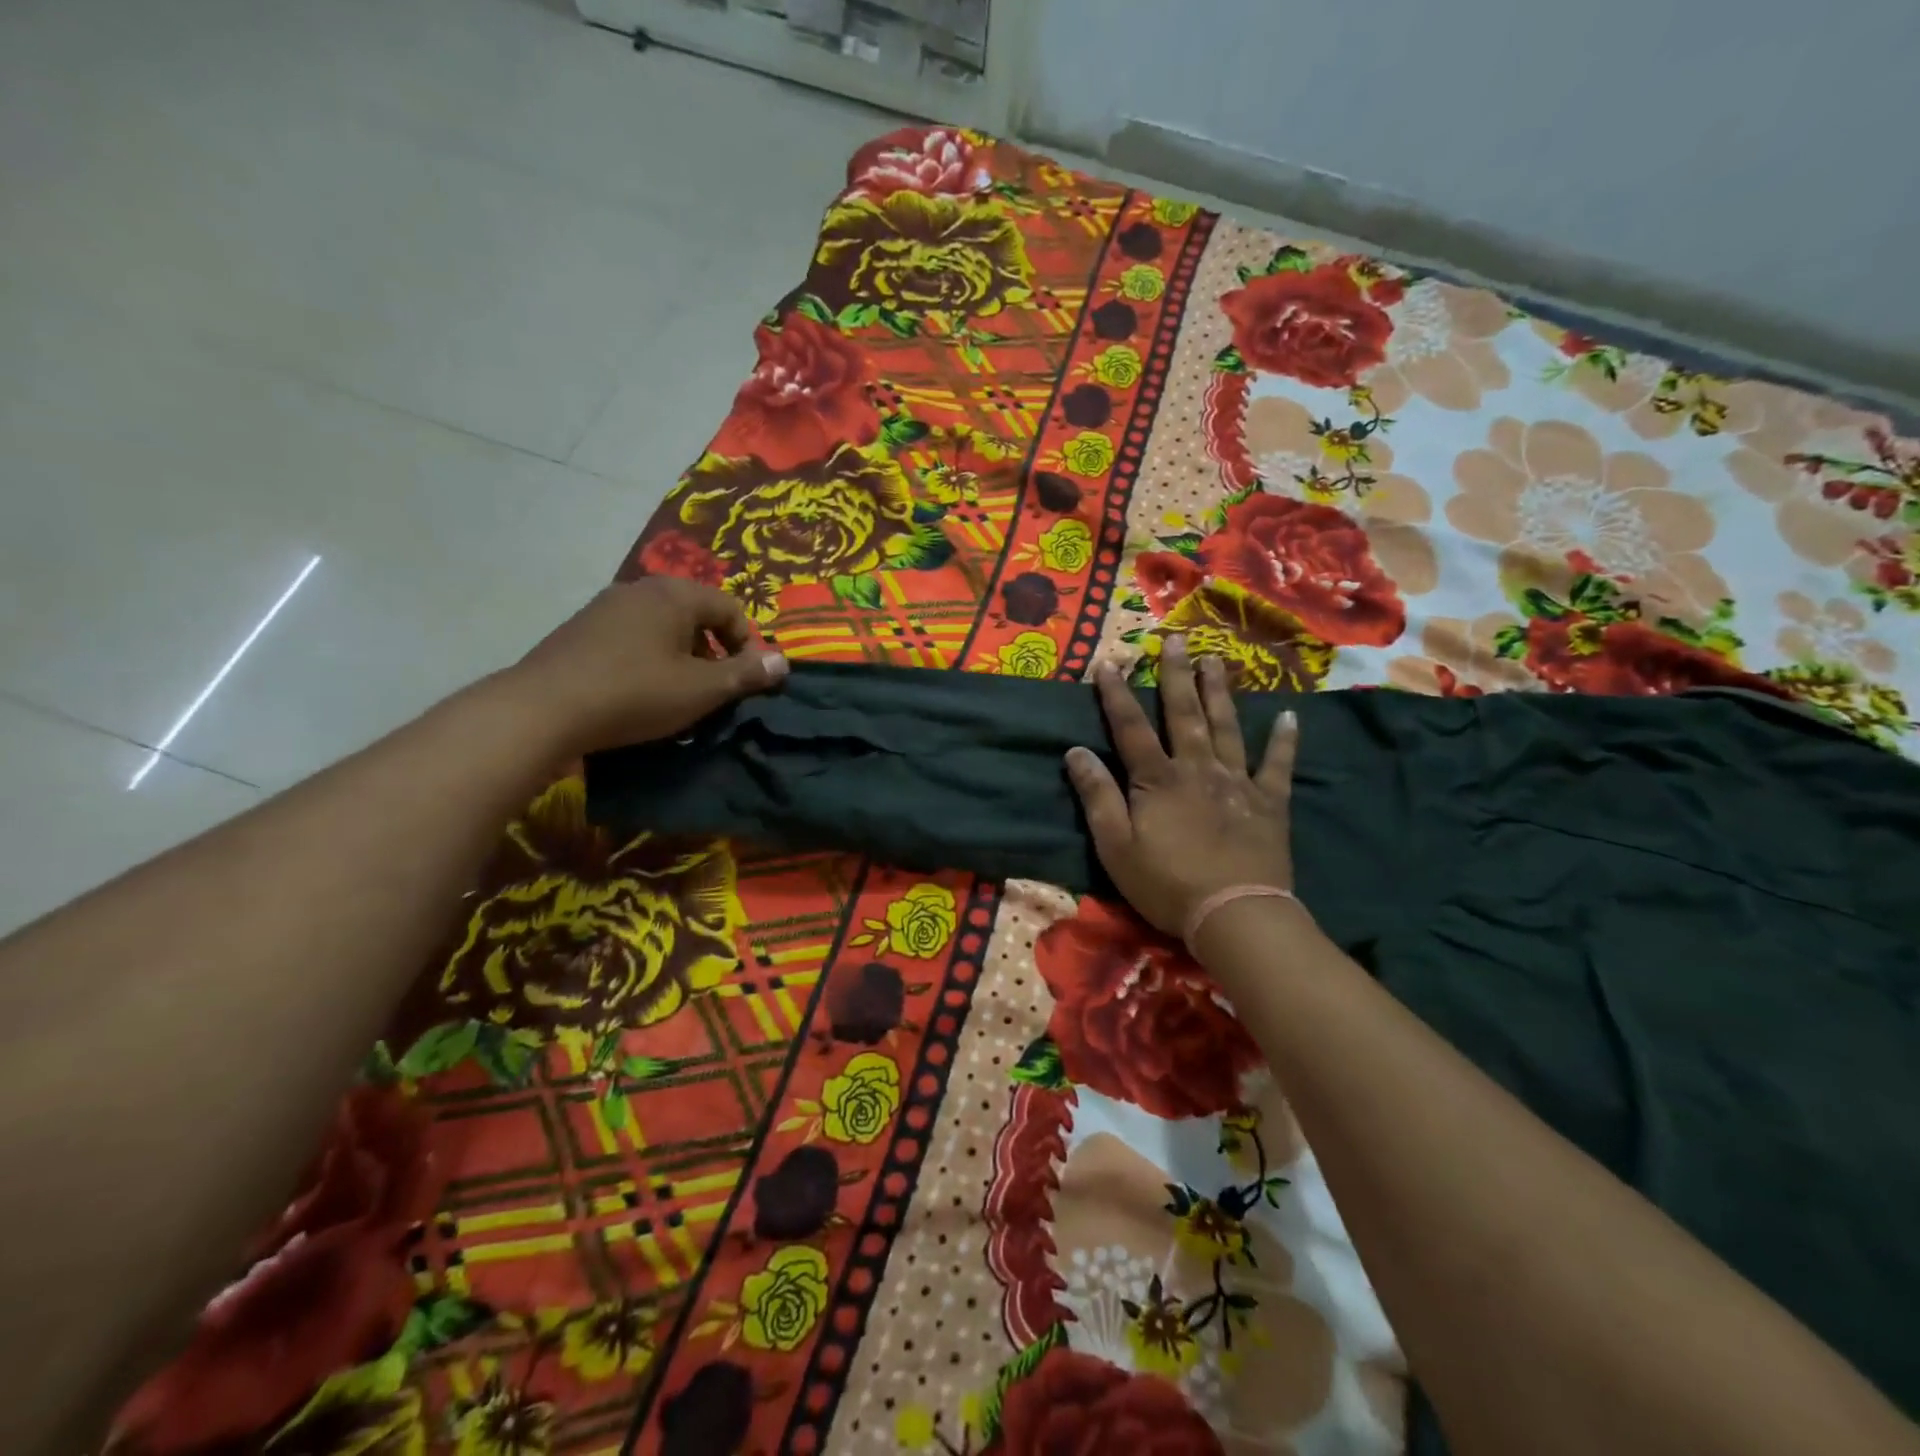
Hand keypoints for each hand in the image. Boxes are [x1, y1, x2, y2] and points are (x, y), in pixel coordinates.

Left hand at [509, 579, 786, 754]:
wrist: (544, 709)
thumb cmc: (635, 694)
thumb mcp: (702, 690)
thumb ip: (746, 674)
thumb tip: (783, 661)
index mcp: (675, 595)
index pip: (731, 608)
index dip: (747, 645)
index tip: (743, 682)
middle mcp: (641, 589)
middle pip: (696, 614)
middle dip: (713, 651)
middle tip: (712, 690)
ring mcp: (605, 607)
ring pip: (662, 627)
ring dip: (681, 658)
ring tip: (676, 695)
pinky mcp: (580, 629)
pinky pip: (632, 637)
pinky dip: (648, 659)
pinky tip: (637, 692)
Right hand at [1064, 636, 1296, 937]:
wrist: (1235, 914)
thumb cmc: (1166, 883)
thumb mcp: (1115, 845)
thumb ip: (1097, 796)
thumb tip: (1076, 751)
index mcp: (1157, 779)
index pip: (1131, 728)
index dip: (1116, 695)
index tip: (1109, 662)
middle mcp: (1197, 768)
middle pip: (1184, 714)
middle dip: (1176, 676)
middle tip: (1175, 640)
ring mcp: (1237, 782)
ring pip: (1226, 727)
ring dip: (1219, 692)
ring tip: (1215, 660)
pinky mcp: (1269, 803)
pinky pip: (1277, 765)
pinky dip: (1284, 740)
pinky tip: (1289, 716)